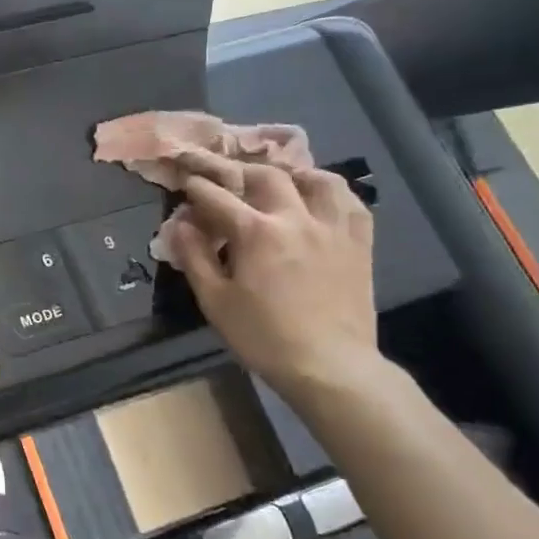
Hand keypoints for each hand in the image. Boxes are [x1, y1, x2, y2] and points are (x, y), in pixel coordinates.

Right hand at [164, 148, 380, 394]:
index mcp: (256, 232)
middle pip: (267, 176)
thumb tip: (180, 224)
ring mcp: (333, 229)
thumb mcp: (215, 301)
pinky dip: (335, 194)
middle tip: (226, 180)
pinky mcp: (359, 244)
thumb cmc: (263, 337)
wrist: (329, 366)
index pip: (217, 196)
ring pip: (318, 180)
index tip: (186, 182)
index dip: (197, 186)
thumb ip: (195, 257)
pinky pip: (352, 204)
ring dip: (294, 174)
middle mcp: (296, 218)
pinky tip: (321, 201)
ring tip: (281, 181)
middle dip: (240, 172)